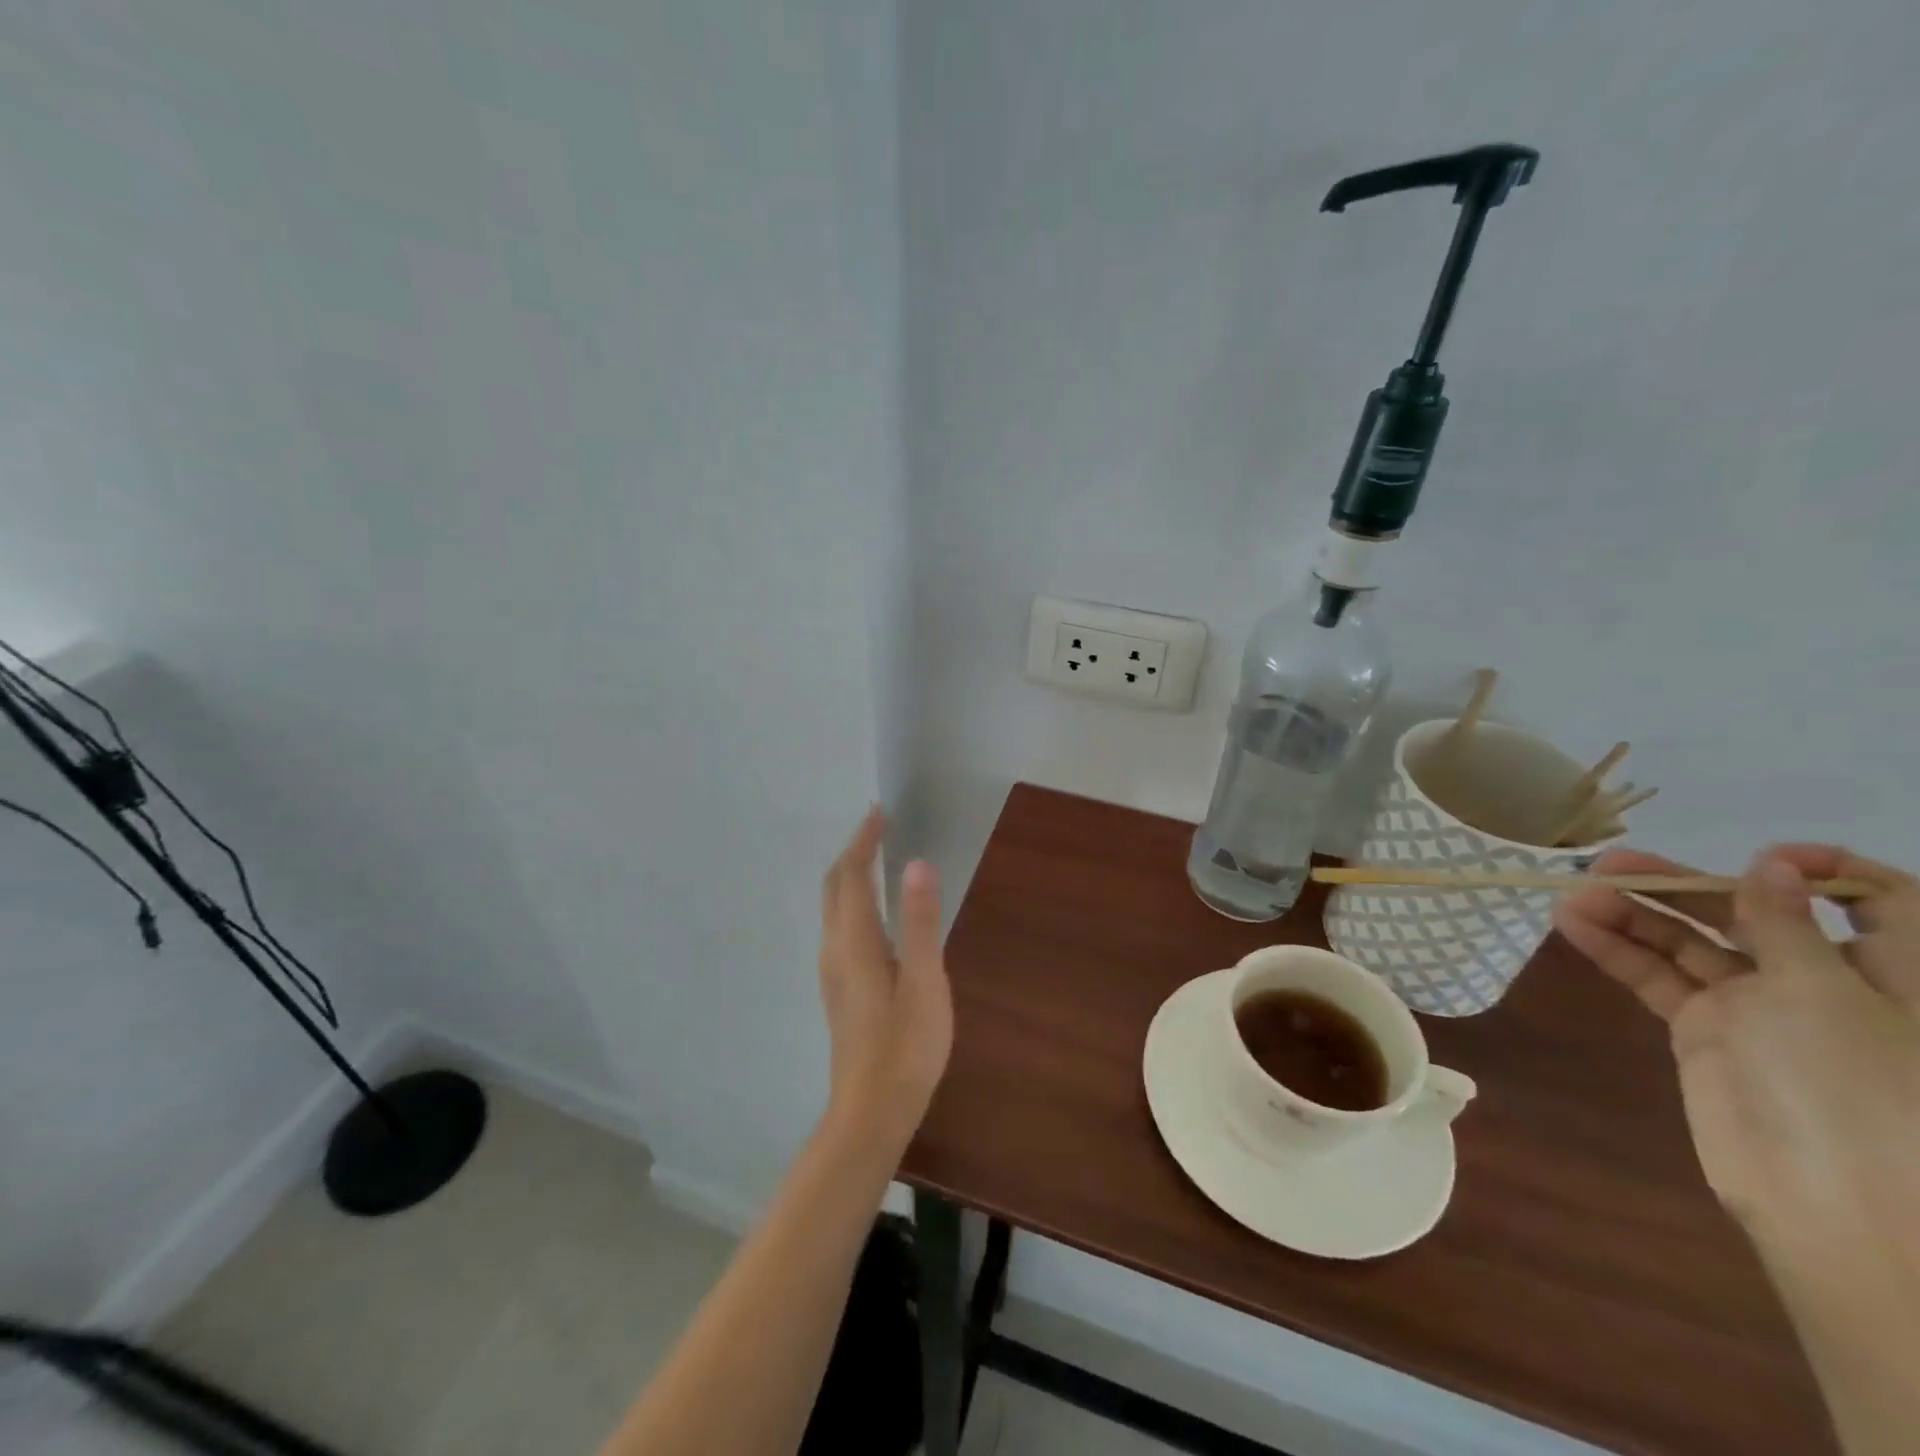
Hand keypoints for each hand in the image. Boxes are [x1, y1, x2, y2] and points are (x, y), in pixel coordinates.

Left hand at [816, 808, 952, 1149]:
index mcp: (854, 942)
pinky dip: (852, 900)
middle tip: (879, 828)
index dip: (864, 840)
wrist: (871, 1112)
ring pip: (833, 907)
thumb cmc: (905, 1047)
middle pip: (835, 886)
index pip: (853, 875)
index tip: (879, 812)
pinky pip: (839, 926)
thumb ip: (920, 922)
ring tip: (876, 859)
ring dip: (850, 875)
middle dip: (853, 852)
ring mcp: (833, 972)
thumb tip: (917, 863)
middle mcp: (834, 949)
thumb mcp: (924, 982)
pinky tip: (875, 913)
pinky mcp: (840, 989)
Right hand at [1555, 845, 1919, 1247]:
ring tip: (1573, 896)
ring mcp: (1757, 1006)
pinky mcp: (1705, 1030)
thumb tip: (1772, 866)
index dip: (1825, 870)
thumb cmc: (1857, 1086)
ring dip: (1632, 914)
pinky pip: (1658, 978)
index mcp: (1890, 970)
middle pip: (1749, 913)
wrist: (1833, 1203)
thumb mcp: (1824, 993)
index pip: (1878, 901)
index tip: (1763, 859)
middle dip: (1682, 886)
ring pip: (1690, 942)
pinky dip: (1618, 950)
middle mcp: (1824, 980)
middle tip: (1609, 866)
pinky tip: (1576, 927)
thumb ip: (1784, 925)